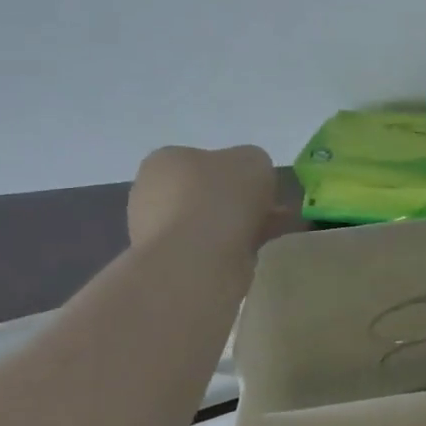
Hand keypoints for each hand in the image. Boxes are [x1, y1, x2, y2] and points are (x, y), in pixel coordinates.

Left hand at [127, 145, 280, 248]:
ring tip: (274, 231)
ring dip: (241, 226)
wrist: (197, 260)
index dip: (236, 171)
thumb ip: (253, 162)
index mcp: (165, 161)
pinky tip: (259, 250)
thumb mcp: (253, 160)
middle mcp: (152, 194)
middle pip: (207, 194)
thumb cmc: (219, 197)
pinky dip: (235, 248)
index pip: (203, 160)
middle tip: (272, 210)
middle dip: (240, 202)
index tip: (259, 185)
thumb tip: (250, 179)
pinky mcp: (171, 264)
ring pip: (211, 224)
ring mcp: (158, 232)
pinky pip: (211, 249)